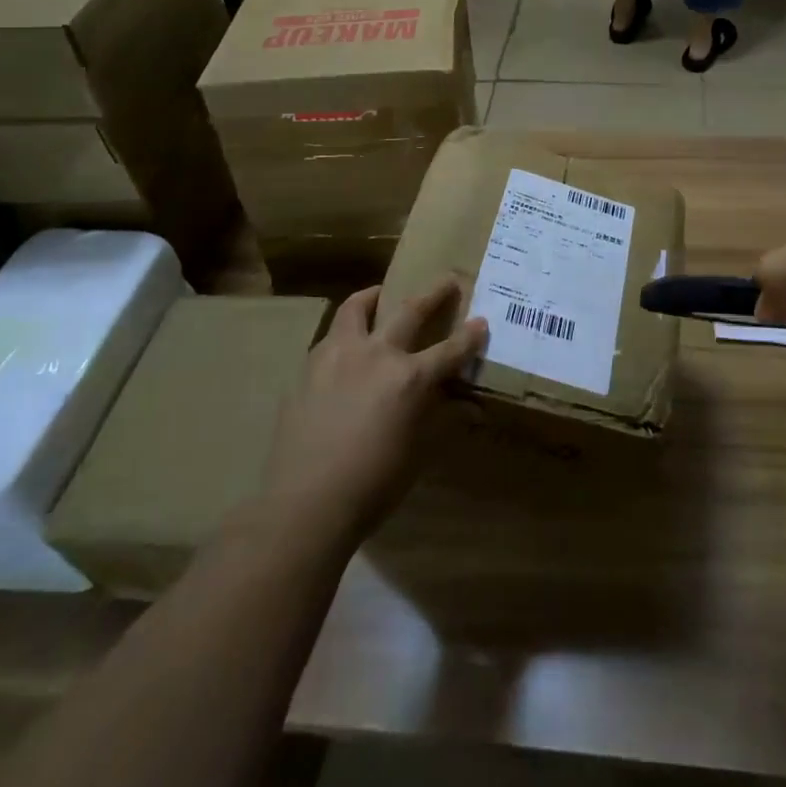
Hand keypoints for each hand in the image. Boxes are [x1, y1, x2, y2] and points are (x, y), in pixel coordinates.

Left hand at [247, 279, 486, 558]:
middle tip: (446, 281)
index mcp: (410, 378)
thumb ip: (444, 421)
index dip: (470, 336)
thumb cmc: (372, 485)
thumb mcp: (418, 454)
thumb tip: (471, 408)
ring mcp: (338, 357)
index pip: (450, 350)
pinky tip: (347, 346)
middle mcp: (377, 355)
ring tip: (380, 295)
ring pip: (357, 309)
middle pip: (409, 311)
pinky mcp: (308, 369)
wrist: (304, 505)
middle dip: (433, 294)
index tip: (482, 322)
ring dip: (374, 298)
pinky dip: (345, 332)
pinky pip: (331, 337)